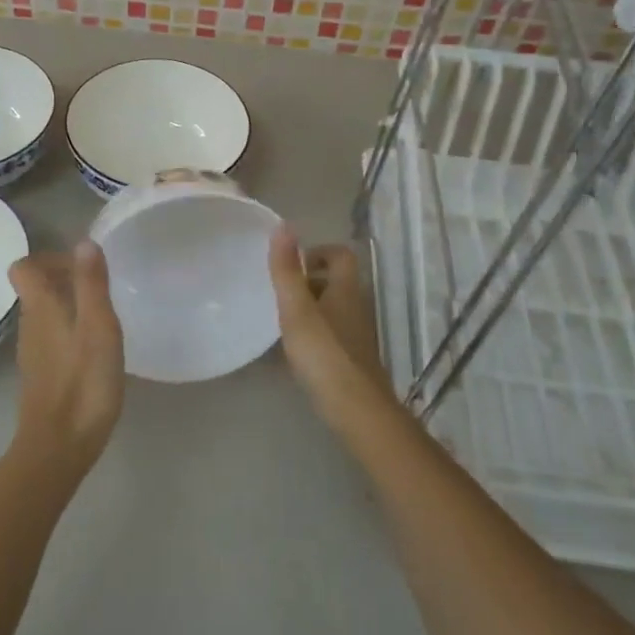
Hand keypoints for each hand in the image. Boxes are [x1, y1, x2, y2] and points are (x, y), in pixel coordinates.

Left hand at [8, 242, 125, 473]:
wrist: (59, 447)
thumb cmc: (83, 383)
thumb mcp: (98, 327)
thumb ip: (91, 284)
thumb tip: (83, 242)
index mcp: (40, 308)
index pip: (24, 267)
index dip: (49, 258)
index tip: (81, 266)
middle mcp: (30, 325)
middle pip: (36, 289)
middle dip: (65, 280)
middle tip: (101, 290)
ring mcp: (33, 353)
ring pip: (45, 314)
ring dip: (70, 306)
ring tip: (104, 318)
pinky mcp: (41, 376)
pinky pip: (52, 338)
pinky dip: (70, 332)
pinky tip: (96, 350)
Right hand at [267, 226, 397, 430]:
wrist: (355, 408)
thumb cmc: (324, 352)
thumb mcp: (296, 308)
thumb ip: (286, 269)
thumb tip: (284, 226)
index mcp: (346, 289)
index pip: (340, 255)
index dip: (317, 252)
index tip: (290, 266)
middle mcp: (356, 307)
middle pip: (334, 281)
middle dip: (306, 281)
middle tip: (278, 292)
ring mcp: (355, 335)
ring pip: (331, 309)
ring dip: (307, 308)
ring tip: (279, 319)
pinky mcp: (350, 359)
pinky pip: (329, 334)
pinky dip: (311, 334)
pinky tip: (290, 350)